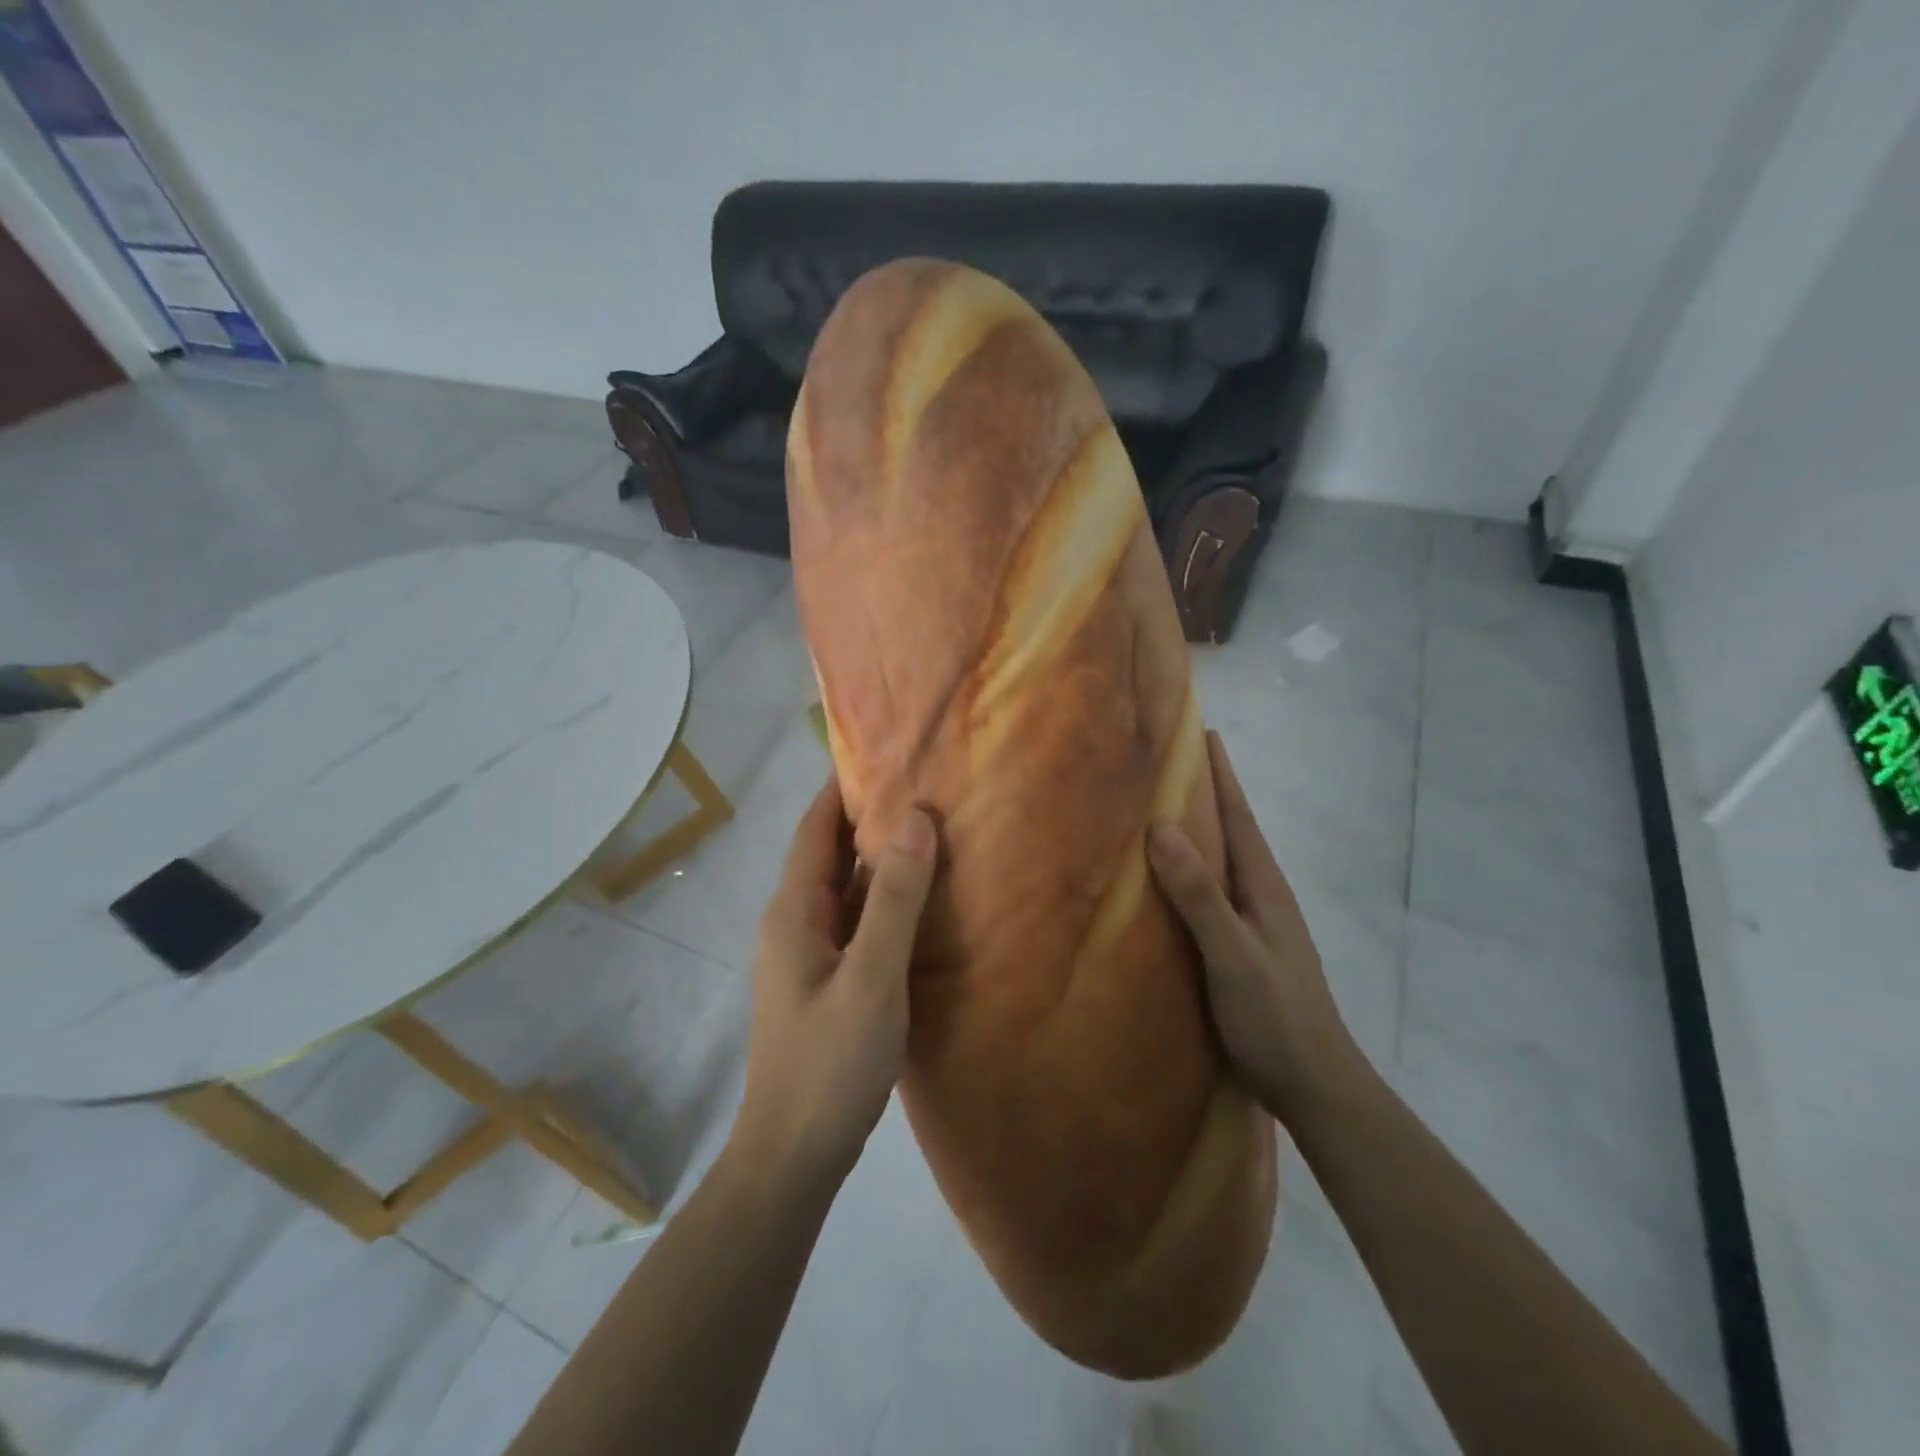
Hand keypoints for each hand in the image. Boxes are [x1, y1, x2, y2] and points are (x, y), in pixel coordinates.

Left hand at [734, 773, 936, 1186]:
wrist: (793, 1155)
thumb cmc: (828, 1063)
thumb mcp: (871, 978)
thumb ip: (895, 901)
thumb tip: (915, 818)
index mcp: (794, 911)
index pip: (815, 827)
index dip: (844, 785)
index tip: (886, 749)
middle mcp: (795, 922)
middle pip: (830, 852)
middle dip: (870, 815)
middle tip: (924, 781)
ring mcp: (810, 953)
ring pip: (846, 887)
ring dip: (881, 857)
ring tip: (932, 826)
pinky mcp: (828, 980)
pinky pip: (857, 920)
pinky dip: (885, 898)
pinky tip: (924, 898)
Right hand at [1148, 731, 1356, 1119]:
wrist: (1316, 1085)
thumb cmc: (1275, 1015)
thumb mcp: (1232, 953)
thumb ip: (1200, 894)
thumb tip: (1162, 827)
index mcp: (1264, 887)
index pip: (1239, 816)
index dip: (1221, 774)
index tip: (1202, 731)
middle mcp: (1263, 896)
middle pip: (1233, 832)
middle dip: (1207, 793)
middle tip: (1169, 763)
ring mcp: (1257, 924)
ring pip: (1223, 864)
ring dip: (1199, 832)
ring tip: (1161, 810)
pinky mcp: (1245, 949)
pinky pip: (1215, 894)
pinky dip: (1193, 873)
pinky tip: (1170, 883)